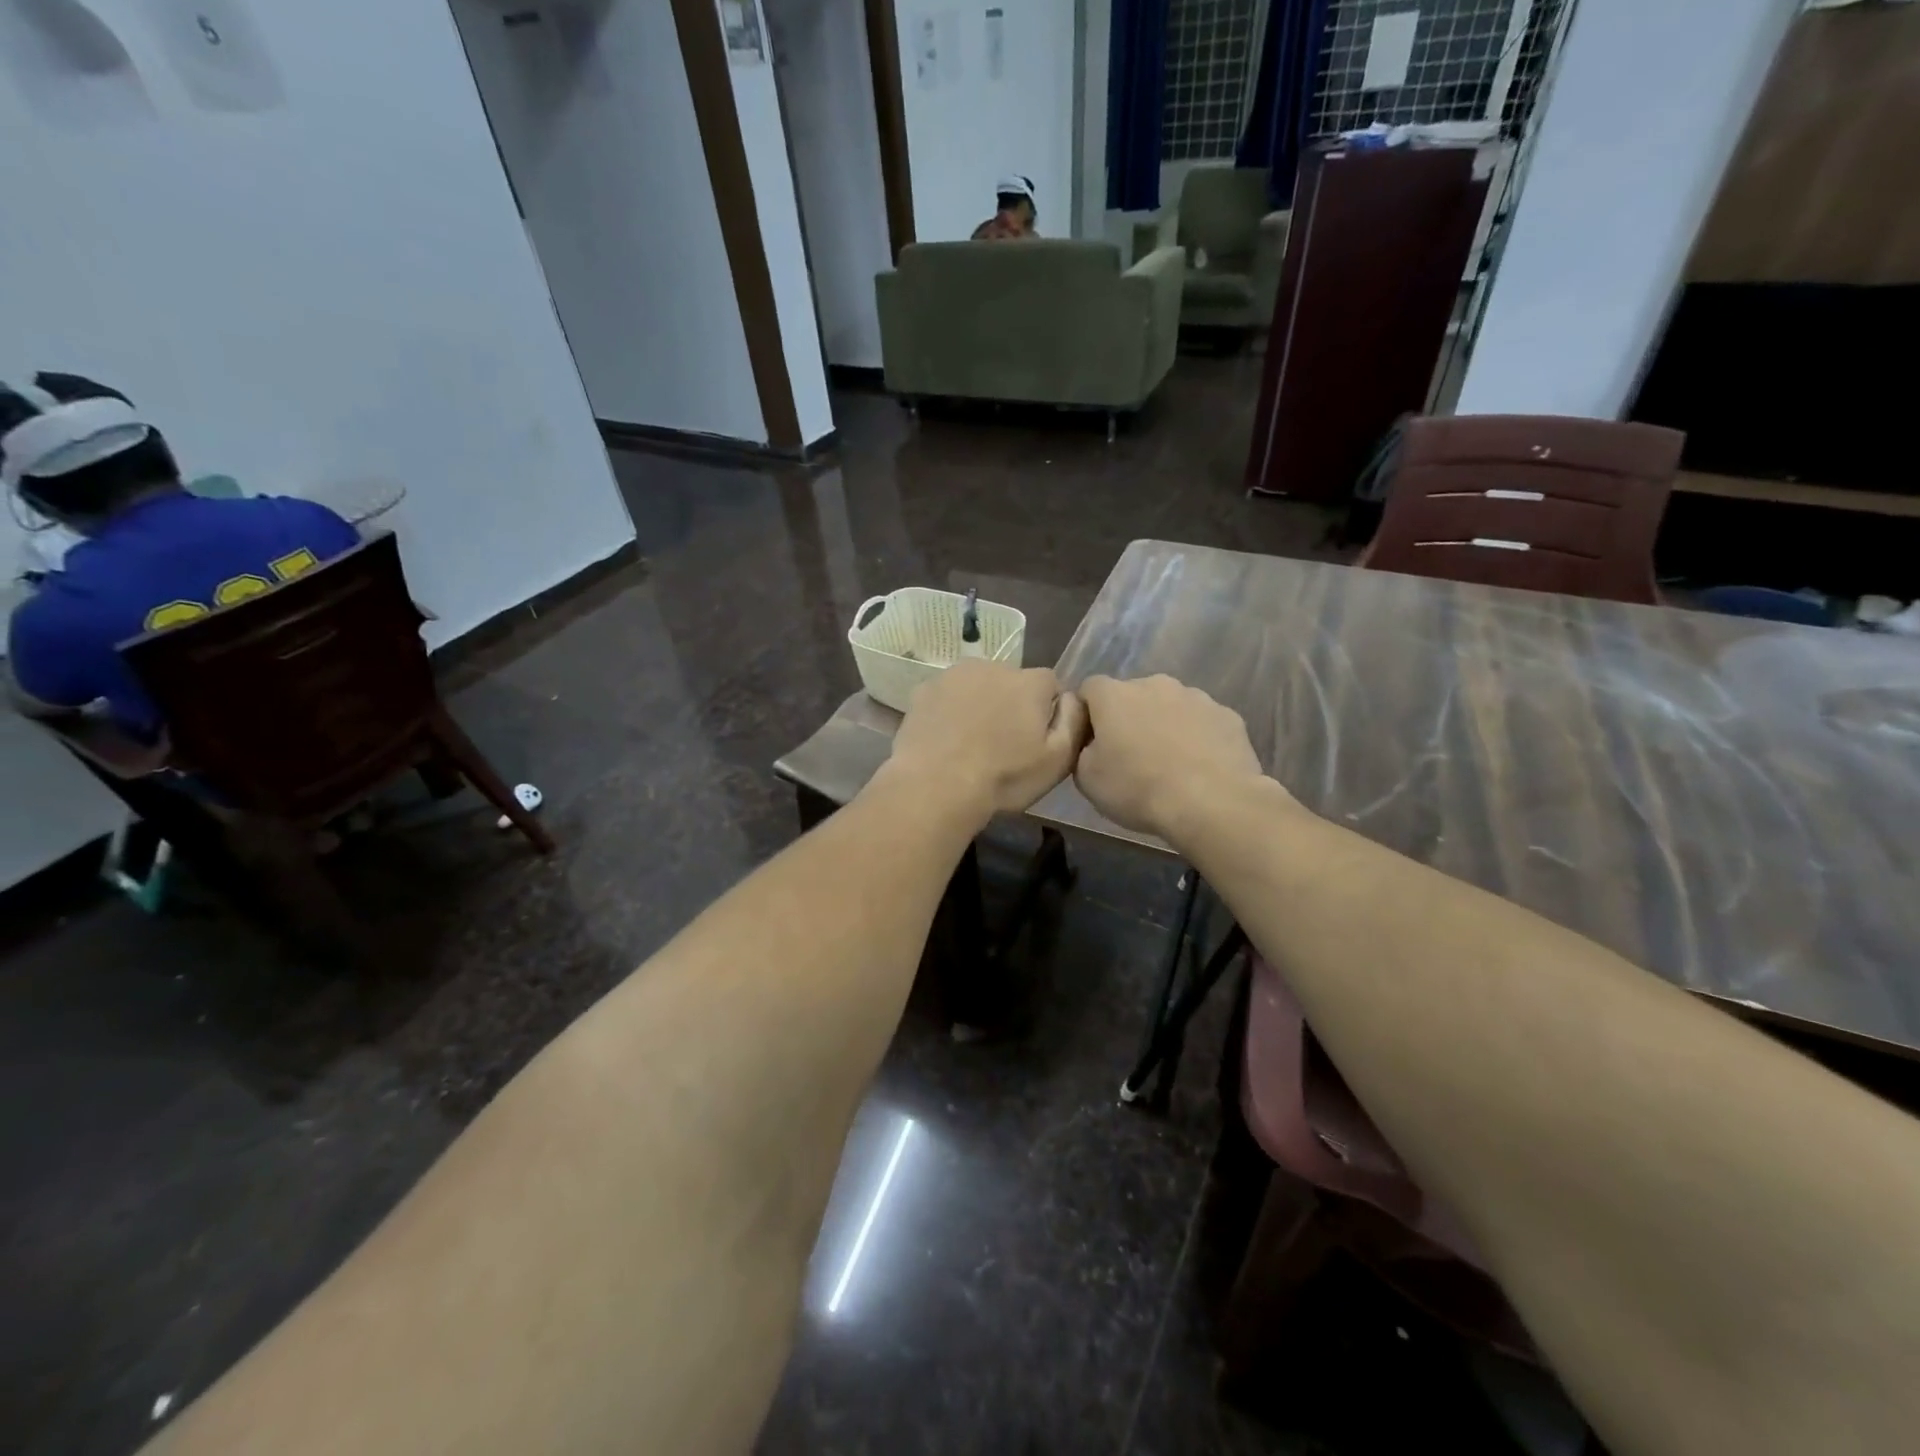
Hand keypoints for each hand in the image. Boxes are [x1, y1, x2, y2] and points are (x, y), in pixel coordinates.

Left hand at [883, 660, 1087, 824]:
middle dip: (1011, 705)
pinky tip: (946, 740)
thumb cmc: (1003, 777)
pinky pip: (947, 696)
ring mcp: (954, 675)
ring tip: (971, 743)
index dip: (1046, 711)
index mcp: (1030, 682)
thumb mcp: (1057, 760)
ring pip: (977, 686)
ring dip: (979, 705)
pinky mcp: (924, 689)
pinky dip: (950, 711)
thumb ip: (1074, 721)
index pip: (1050, 685)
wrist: (935, 786)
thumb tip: (1072, 697)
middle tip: (1002, 744)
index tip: (1035, 740)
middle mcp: (993, 666)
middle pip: (1012, 682)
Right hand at [1074, 675, 1278, 841]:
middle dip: (1128, 718)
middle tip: (1130, 757)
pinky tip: (1199, 768)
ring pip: (1170, 706)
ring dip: (1164, 726)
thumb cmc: (1138, 789)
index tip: (1091, 743)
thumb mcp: (1087, 779)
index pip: (1089, 689)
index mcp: (1114, 695)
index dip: (1087, 714)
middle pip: (1132, 695)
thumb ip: (1082, 750)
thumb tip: (1091, 744)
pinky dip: (1196, 738)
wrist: (1212, 803)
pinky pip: (1202, 722)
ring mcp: (1196, 696)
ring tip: (1169, 765)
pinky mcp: (1227, 715)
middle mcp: (1154, 684)